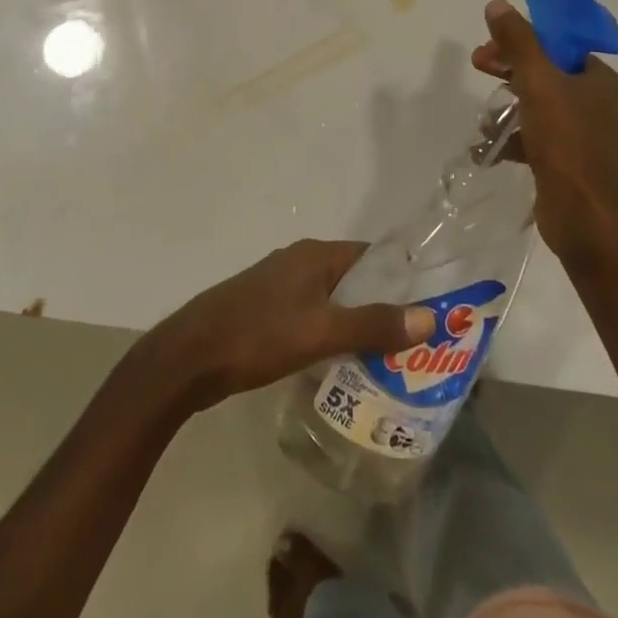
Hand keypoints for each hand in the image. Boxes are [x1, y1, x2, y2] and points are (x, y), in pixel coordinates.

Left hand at [144, 241, 435, 412]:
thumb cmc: (258, 335)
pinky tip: (340, 363)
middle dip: (382, 305)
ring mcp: (279, 285)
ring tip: (386, 358)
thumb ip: (373, 325)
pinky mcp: (265, 311)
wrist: (189, 356)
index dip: (401, 277)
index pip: (372, 256)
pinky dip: (331, 332)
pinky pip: (311, 315)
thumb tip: (429, 318)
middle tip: (413, 342)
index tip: (428, 307)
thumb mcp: (321, 331)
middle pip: (353, 278)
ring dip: (356, 322)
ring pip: (331, 299)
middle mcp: (300, 261)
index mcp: (315, 254)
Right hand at [472, 0, 617, 262]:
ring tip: (483, 119)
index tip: (491, 45)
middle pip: (544, 72)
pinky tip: (487, 147)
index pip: (557, 44)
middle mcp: (594, 102)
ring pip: (538, 106)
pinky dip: (512, 138)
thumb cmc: (566, 142)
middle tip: (478, 66)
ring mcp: (582, 135)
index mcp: (597, 78)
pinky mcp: (567, 163)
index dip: (522, 39)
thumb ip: (518, 42)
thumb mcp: (538, 82)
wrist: (585, 217)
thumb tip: (497, 4)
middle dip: (509, 68)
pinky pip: (535, 138)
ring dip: (508, 106)